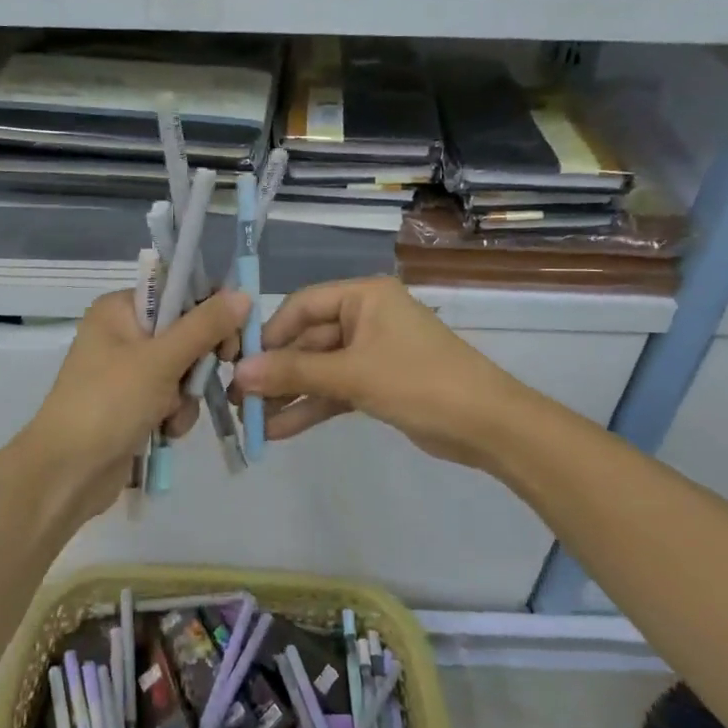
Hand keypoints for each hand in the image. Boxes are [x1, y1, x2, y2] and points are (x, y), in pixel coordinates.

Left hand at [19, 287, 249, 519]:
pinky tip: (164, 432)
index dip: (209, 312)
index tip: (229, 340)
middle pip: (184, 333)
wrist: (67, 473)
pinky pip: (170, 398)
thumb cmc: (109, 403)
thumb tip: (243, 294)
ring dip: (186, 395)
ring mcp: (126, 372)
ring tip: (170, 415)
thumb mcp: (161, 360)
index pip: (177, 293)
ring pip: (182, 370)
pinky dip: (174, 414)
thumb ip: (205, 326)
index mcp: (119, 309)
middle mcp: (122, 334)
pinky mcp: (132, 405)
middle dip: (196, 364)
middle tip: (203, 380)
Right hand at [231, 276, 529, 469]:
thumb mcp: (353, 375)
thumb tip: (240, 374)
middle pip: (308, 341)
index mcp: (364, 297)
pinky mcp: (378, 384)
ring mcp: (372, 352)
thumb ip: (295, 373)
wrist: (487, 425)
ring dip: (289, 395)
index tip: (241, 363)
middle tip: (240, 401)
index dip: (271, 334)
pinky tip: (280, 430)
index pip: (303, 305)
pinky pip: (336, 391)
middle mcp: (366, 318)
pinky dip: (312, 408)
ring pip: (320, 370)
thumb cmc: (419, 382)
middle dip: (277, 372)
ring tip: (252, 422)